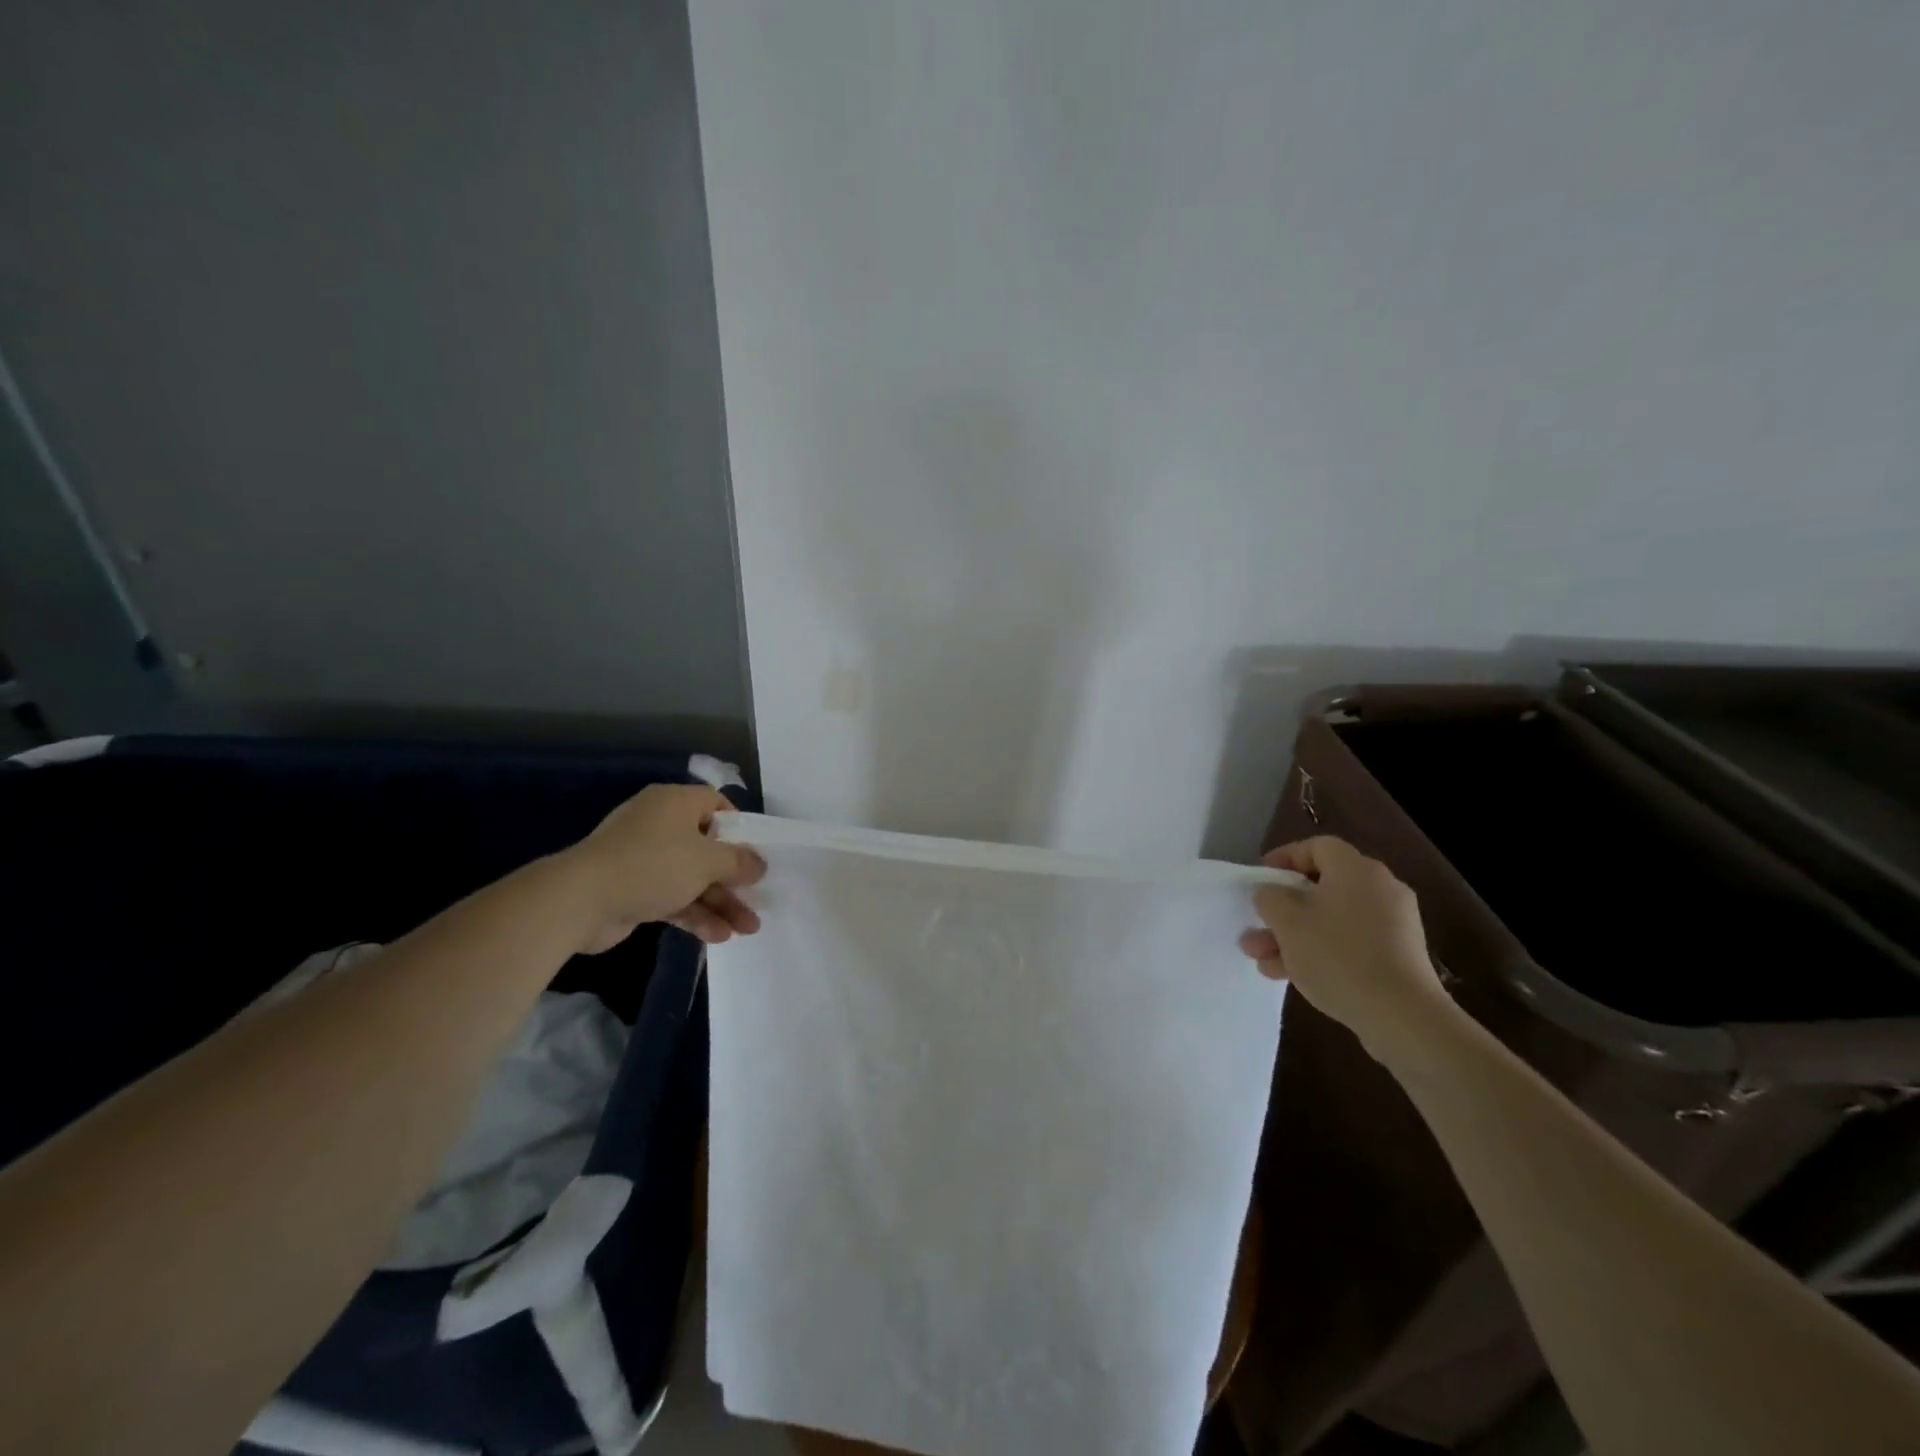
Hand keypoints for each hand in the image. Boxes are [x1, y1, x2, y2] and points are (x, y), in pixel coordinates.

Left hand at [562, 785, 766, 952]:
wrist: (580, 900)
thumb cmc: (652, 865)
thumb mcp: (706, 860)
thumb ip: (738, 862)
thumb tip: (760, 864)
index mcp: (674, 803)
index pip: (715, 803)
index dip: (739, 826)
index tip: (755, 851)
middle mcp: (659, 825)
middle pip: (707, 848)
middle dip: (734, 878)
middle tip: (758, 899)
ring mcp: (644, 859)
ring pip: (692, 878)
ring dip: (720, 902)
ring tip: (747, 929)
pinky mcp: (633, 889)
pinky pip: (673, 897)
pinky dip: (695, 913)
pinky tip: (718, 936)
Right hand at [1238, 836, 1455, 1058]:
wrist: (1402, 1016)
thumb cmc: (1338, 956)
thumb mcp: (1287, 921)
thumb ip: (1270, 898)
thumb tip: (1271, 892)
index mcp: (1356, 870)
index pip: (1317, 847)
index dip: (1284, 858)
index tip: (1260, 879)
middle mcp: (1380, 889)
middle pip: (1321, 888)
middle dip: (1282, 910)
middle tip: (1255, 928)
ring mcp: (1393, 925)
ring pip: (1331, 920)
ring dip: (1294, 936)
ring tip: (1263, 961)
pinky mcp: (1398, 956)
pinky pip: (1350, 942)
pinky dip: (1321, 951)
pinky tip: (1291, 976)